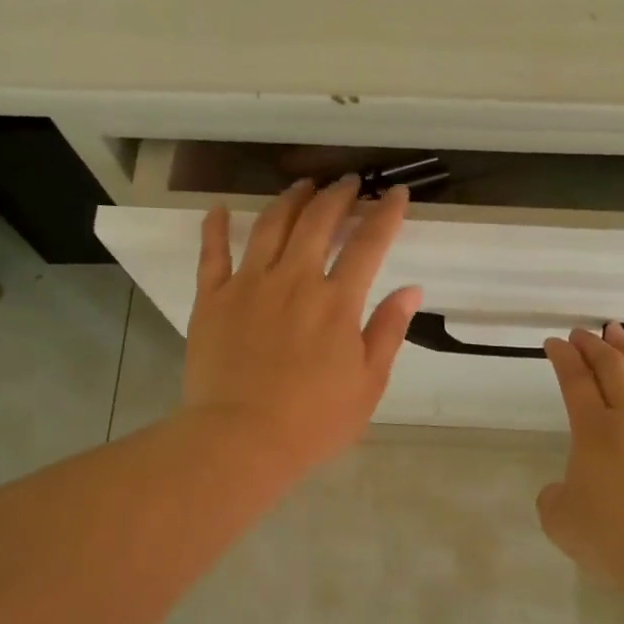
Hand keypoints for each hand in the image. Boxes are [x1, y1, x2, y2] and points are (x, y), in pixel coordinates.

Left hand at [183, 177, 421, 473]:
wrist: (241, 439)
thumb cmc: (313, 421)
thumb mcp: (368, 384)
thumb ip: (388, 331)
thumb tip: (411, 289)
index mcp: (337, 302)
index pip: (368, 244)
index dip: (385, 213)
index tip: (395, 193)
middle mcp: (294, 280)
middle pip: (318, 222)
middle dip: (338, 196)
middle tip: (348, 183)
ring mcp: (249, 285)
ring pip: (270, 226)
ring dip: (290, 200)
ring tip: (303, 186)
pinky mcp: (213, 299)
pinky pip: (213, 253)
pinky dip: (216, 227)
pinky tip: (221, 208)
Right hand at [537, 323, 623, 583]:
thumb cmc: (610, 537)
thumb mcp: (560, 520)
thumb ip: (555, 496)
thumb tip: (566, 488)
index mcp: (594, 430)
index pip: (575, 380)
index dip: (563, 357)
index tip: (555, 342)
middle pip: (612, 367)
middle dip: (594, 345)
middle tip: (584, 332)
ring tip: (620, 336)